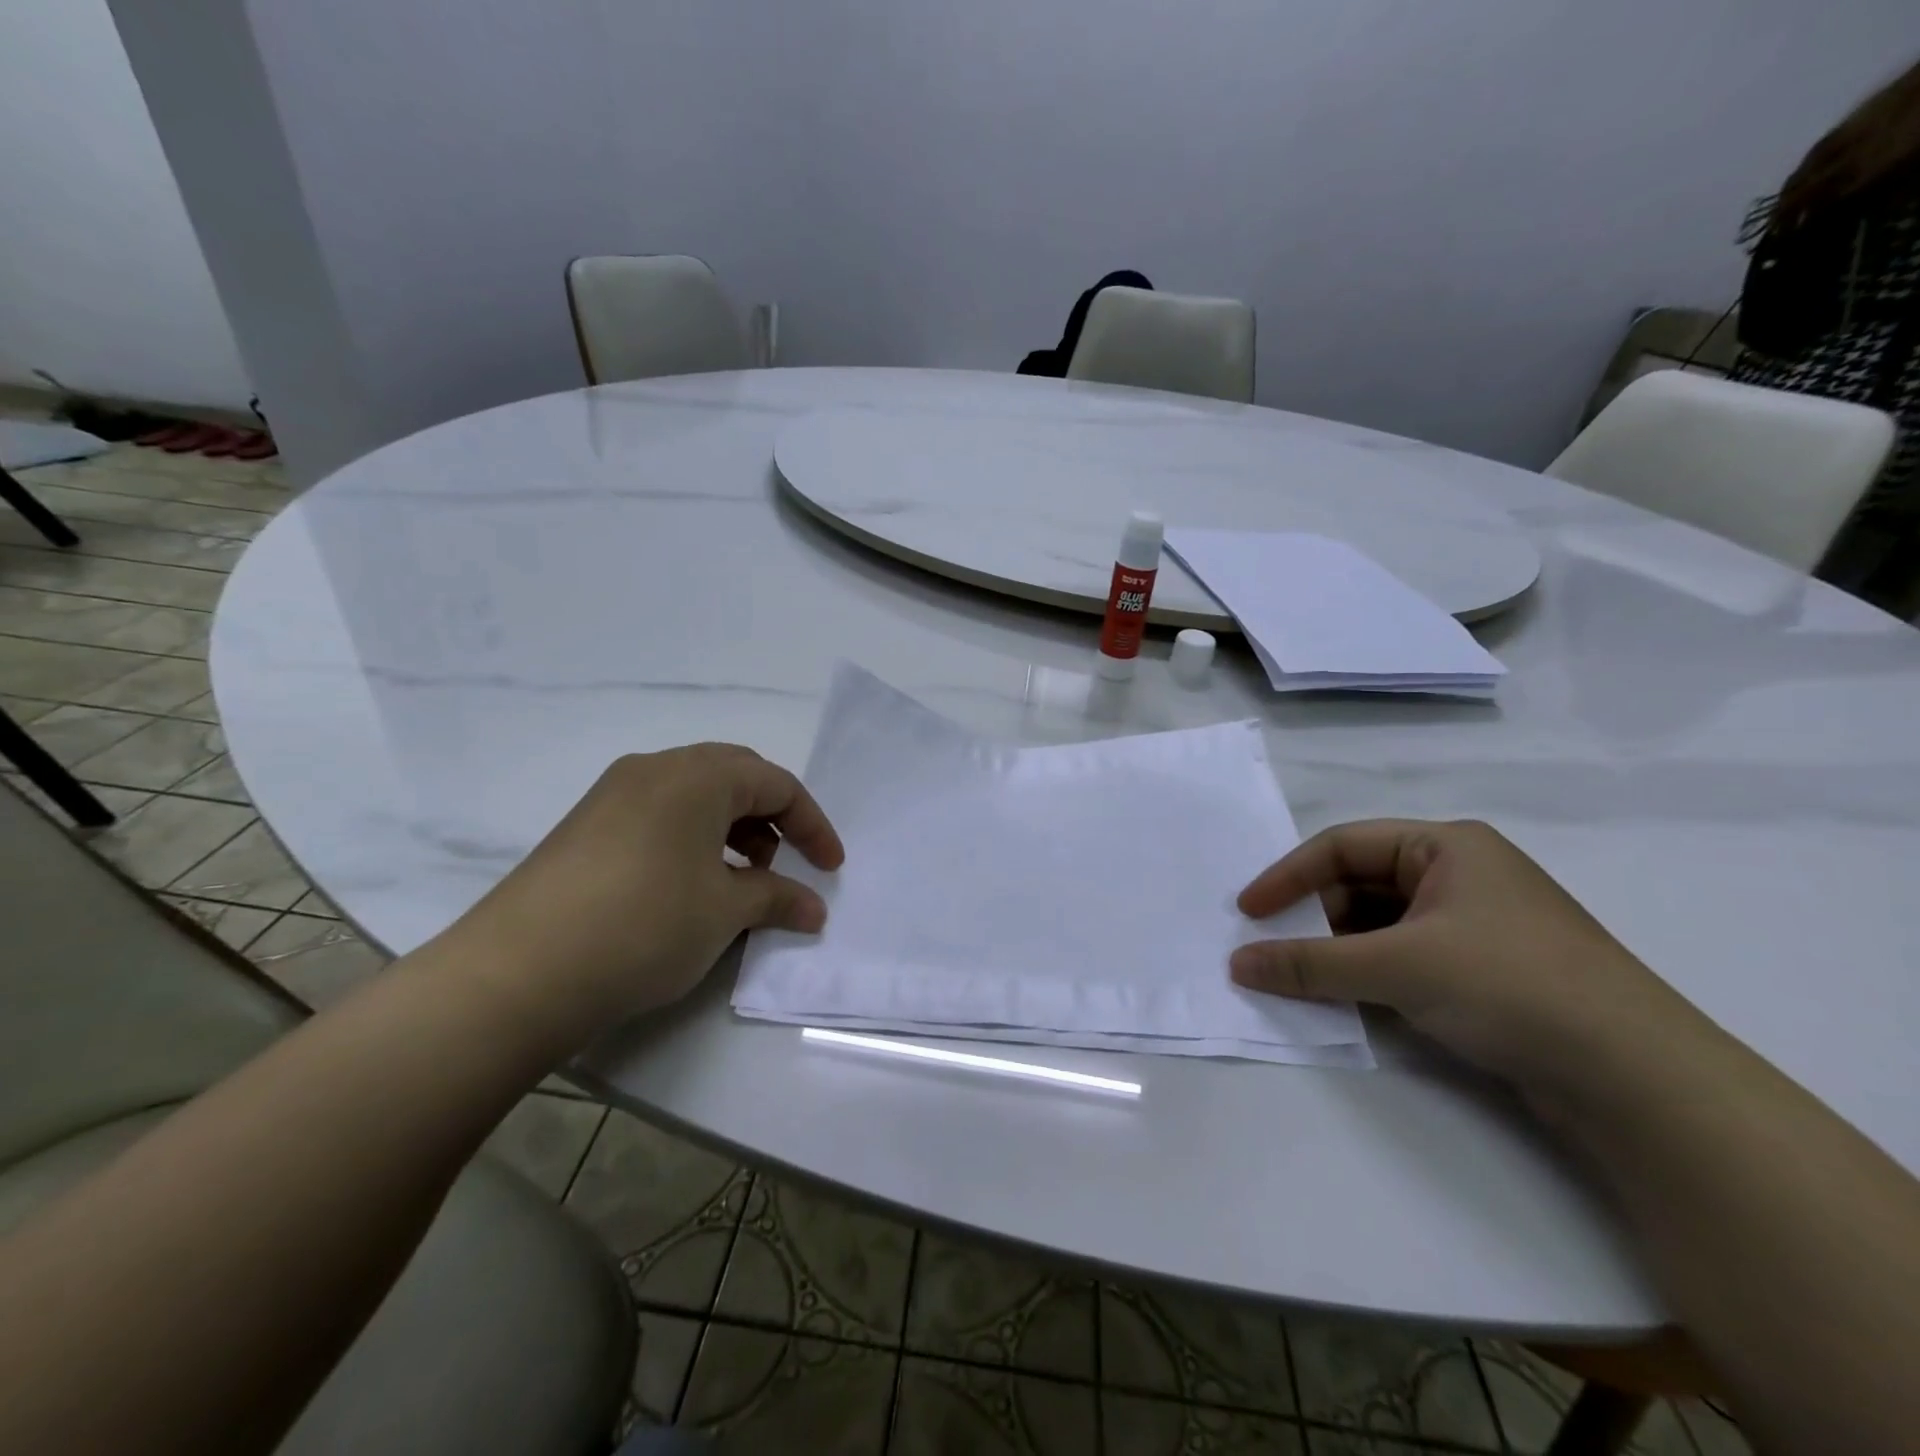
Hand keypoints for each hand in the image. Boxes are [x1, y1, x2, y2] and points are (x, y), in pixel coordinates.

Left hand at [432, 744, 843, 1052]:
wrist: (516, 975)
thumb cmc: (644, 926)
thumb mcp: (724, 913)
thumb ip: (777, 899)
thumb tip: (812, 909)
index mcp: (696, 775)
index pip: (776, 784)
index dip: (812, 825)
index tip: (831, 868)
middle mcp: (654, 769)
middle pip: (735, 777)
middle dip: (772, 818)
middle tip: (784, 864)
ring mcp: (612, 795)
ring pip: (694, 795)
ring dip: (731, 828)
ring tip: (737, 880)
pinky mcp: (585, 826)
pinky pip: (659, 815)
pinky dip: (692, 839)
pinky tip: (688, 886)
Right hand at [1230, 819, 1704, 1094]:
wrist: (1641, 1080)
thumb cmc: (1510, 985)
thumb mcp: (1397, 967)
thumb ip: (1309, 964)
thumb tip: (1237, 964)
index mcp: (1446, 846)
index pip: (1343, 846)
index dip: (1288, 876)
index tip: (1248, 912)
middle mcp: (1461, 875)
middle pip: (1361, 884)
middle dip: (1313, 916)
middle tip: (1271, 949)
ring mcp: (1477, 925)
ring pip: (1382, 924)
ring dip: (1338, 949)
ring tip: (1302, 978)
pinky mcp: (1487, 971)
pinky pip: (1406, 957)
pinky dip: (1370, 973)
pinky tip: (1349, 999)